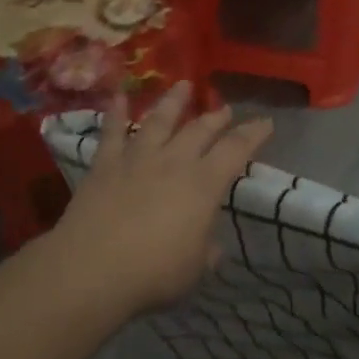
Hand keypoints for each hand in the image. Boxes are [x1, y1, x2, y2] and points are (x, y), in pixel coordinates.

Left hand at [45, 82, 272, 317]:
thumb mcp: (195, 270)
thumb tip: (211, 246)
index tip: (266, 122)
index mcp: (203, 185)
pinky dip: (115, 112)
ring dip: (173, 101)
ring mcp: (137, 159)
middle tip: (225, 109)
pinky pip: (111, 132)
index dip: (253, 134)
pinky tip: (118, 96)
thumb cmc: (154, 273)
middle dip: (216, 117)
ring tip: (182, 85)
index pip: (236, 150)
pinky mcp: (104, 165)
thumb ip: (206, 252)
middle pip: (199, 129)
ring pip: (159, 120)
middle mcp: (173, 162)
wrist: (93, 268)